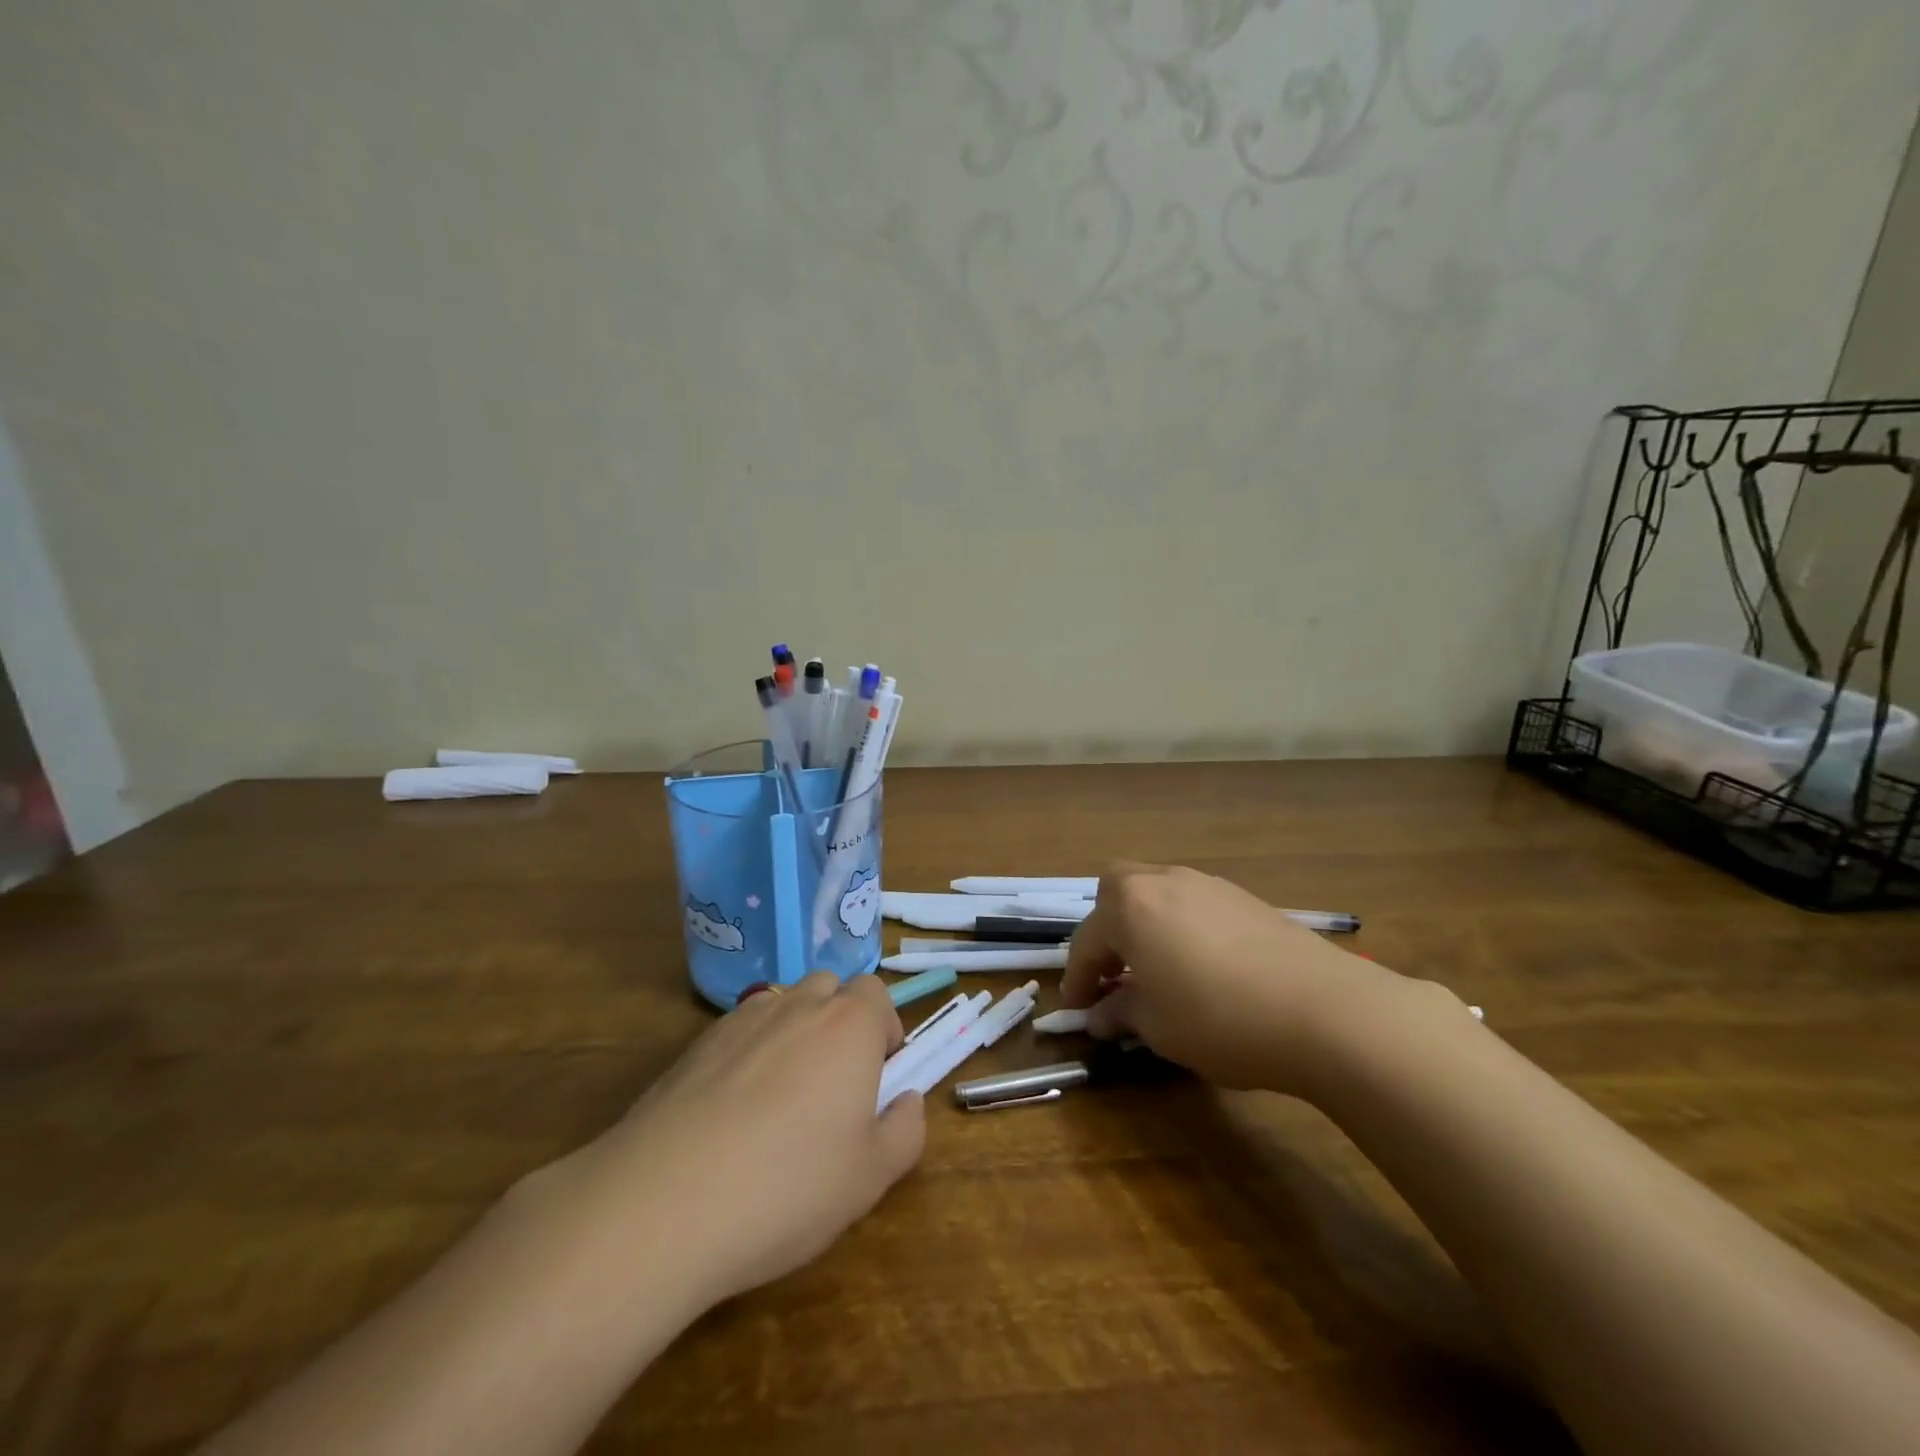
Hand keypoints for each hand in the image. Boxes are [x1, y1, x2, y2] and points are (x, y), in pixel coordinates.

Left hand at [578, 971, 924, 1304]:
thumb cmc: (787, 1187)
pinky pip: (740, 1032)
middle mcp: (798, 1005)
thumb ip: (905, 1131)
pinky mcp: (696, 1044)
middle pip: (830, 990)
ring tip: (782, 1099)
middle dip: (840, 1023)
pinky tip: (733, 1113)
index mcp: (849, 1025)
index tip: (878, 1077)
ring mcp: (742, 1020)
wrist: (662, 1204)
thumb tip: (907, 1100)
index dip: (883, 1030)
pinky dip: (750, 1054)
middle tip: (834, 1087)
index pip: (877, 995)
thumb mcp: (870, 1177)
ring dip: (795, 1034)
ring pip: (783, 1006)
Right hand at [1060, 864, 1452, 1095]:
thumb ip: (1121, 1014)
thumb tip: (1101, 1016)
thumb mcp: (1158, 1027)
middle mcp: (1163, 881)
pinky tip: (1200, 966)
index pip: (1086, 941)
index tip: (1075, 1011)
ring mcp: (1208, 884)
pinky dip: (1180, 928)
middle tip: (1111, 974)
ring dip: (1144, 926)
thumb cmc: (1220, 1018)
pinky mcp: (1245, 898)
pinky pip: (1193, 905)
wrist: (1325, 1010)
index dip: (1076, 980)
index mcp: (1129, 905)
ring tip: (1154, 971)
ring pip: (1157, 894)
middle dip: (1106, 931)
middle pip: (1117, 894)